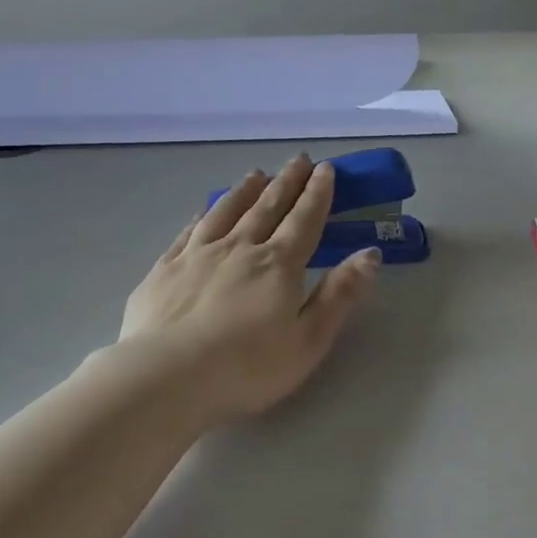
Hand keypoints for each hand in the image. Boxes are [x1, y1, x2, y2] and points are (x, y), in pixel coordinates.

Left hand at [120, 156, 378, 423]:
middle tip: (298, 160)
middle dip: (287, 181)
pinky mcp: (165, 268)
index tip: (326, 169)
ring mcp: (198, 254)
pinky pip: (189, 230)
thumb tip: (371, 254)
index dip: (317, 193)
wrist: (166, 377)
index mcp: (278, 265)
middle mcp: (240, 248)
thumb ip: (340, 295)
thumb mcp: (309, 340)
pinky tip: (205, 209)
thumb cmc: (246, 367)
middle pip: (268, 207)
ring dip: (246, 190)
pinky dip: (203, 214)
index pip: (304, 220)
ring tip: (257, 174)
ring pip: (227, 211)